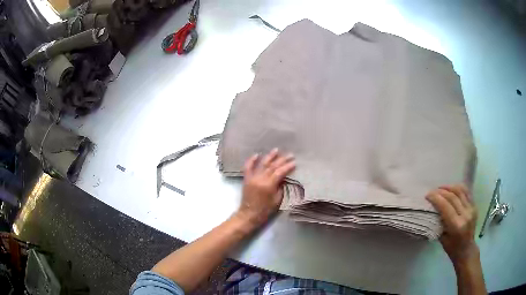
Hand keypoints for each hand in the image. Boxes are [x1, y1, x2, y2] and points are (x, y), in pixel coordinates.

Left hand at [236, 148, 295, 227]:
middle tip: (290, 155)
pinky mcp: (247, 179)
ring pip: (262, 164)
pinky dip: (251, 160)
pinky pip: (248, 167)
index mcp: (269, 185)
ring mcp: (252, 178)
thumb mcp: (277, 200)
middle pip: (272, 166)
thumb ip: (281, 187)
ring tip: (276, 150)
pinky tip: (257, 154)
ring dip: (270, 156)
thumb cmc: (265, 210)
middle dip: (282, 160)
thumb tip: (284, 178)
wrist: (249, 214)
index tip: (294, 162)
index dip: (288, 167)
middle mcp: (260, 179)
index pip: (280, 172)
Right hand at [426, 185, 478, 265]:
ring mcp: (471, 209)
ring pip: (460, 191)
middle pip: (453, 197)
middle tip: (433, 191)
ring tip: (441, 188)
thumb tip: (433, 209)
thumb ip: (440, 222)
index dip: (436, 198)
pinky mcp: (474, 206)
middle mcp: (465, 215)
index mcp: (456, 225)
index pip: (445, 206)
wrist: (466, 249)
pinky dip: (458, 188)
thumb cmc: (452, 248)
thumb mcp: (442, 238)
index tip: (428, 195)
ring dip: (449, 187)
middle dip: (441, 191)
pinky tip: (452, 189)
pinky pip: (466, 192)